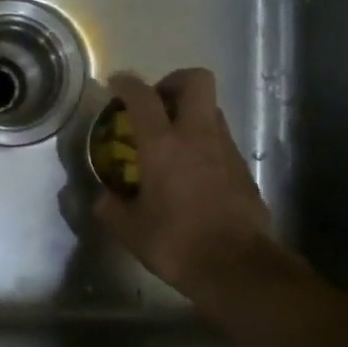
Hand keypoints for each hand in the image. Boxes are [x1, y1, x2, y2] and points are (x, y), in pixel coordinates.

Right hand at [94, 69, 305, 312]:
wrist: (236, 266)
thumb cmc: (176, 243)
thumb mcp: (130, 230)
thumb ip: (111, 208)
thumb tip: (104, 198)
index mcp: (163, 145)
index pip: (143, 97)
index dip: (127, 84)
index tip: (116, 84)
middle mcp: (197, 135)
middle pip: (195, 81)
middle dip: (173, 82)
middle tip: (156, 103)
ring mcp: (225, 149)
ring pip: (211, 109)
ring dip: (190, 113)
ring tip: (171, 139)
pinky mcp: (243, 168)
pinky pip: (221, 139)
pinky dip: (204, 142)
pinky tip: (191, 170)